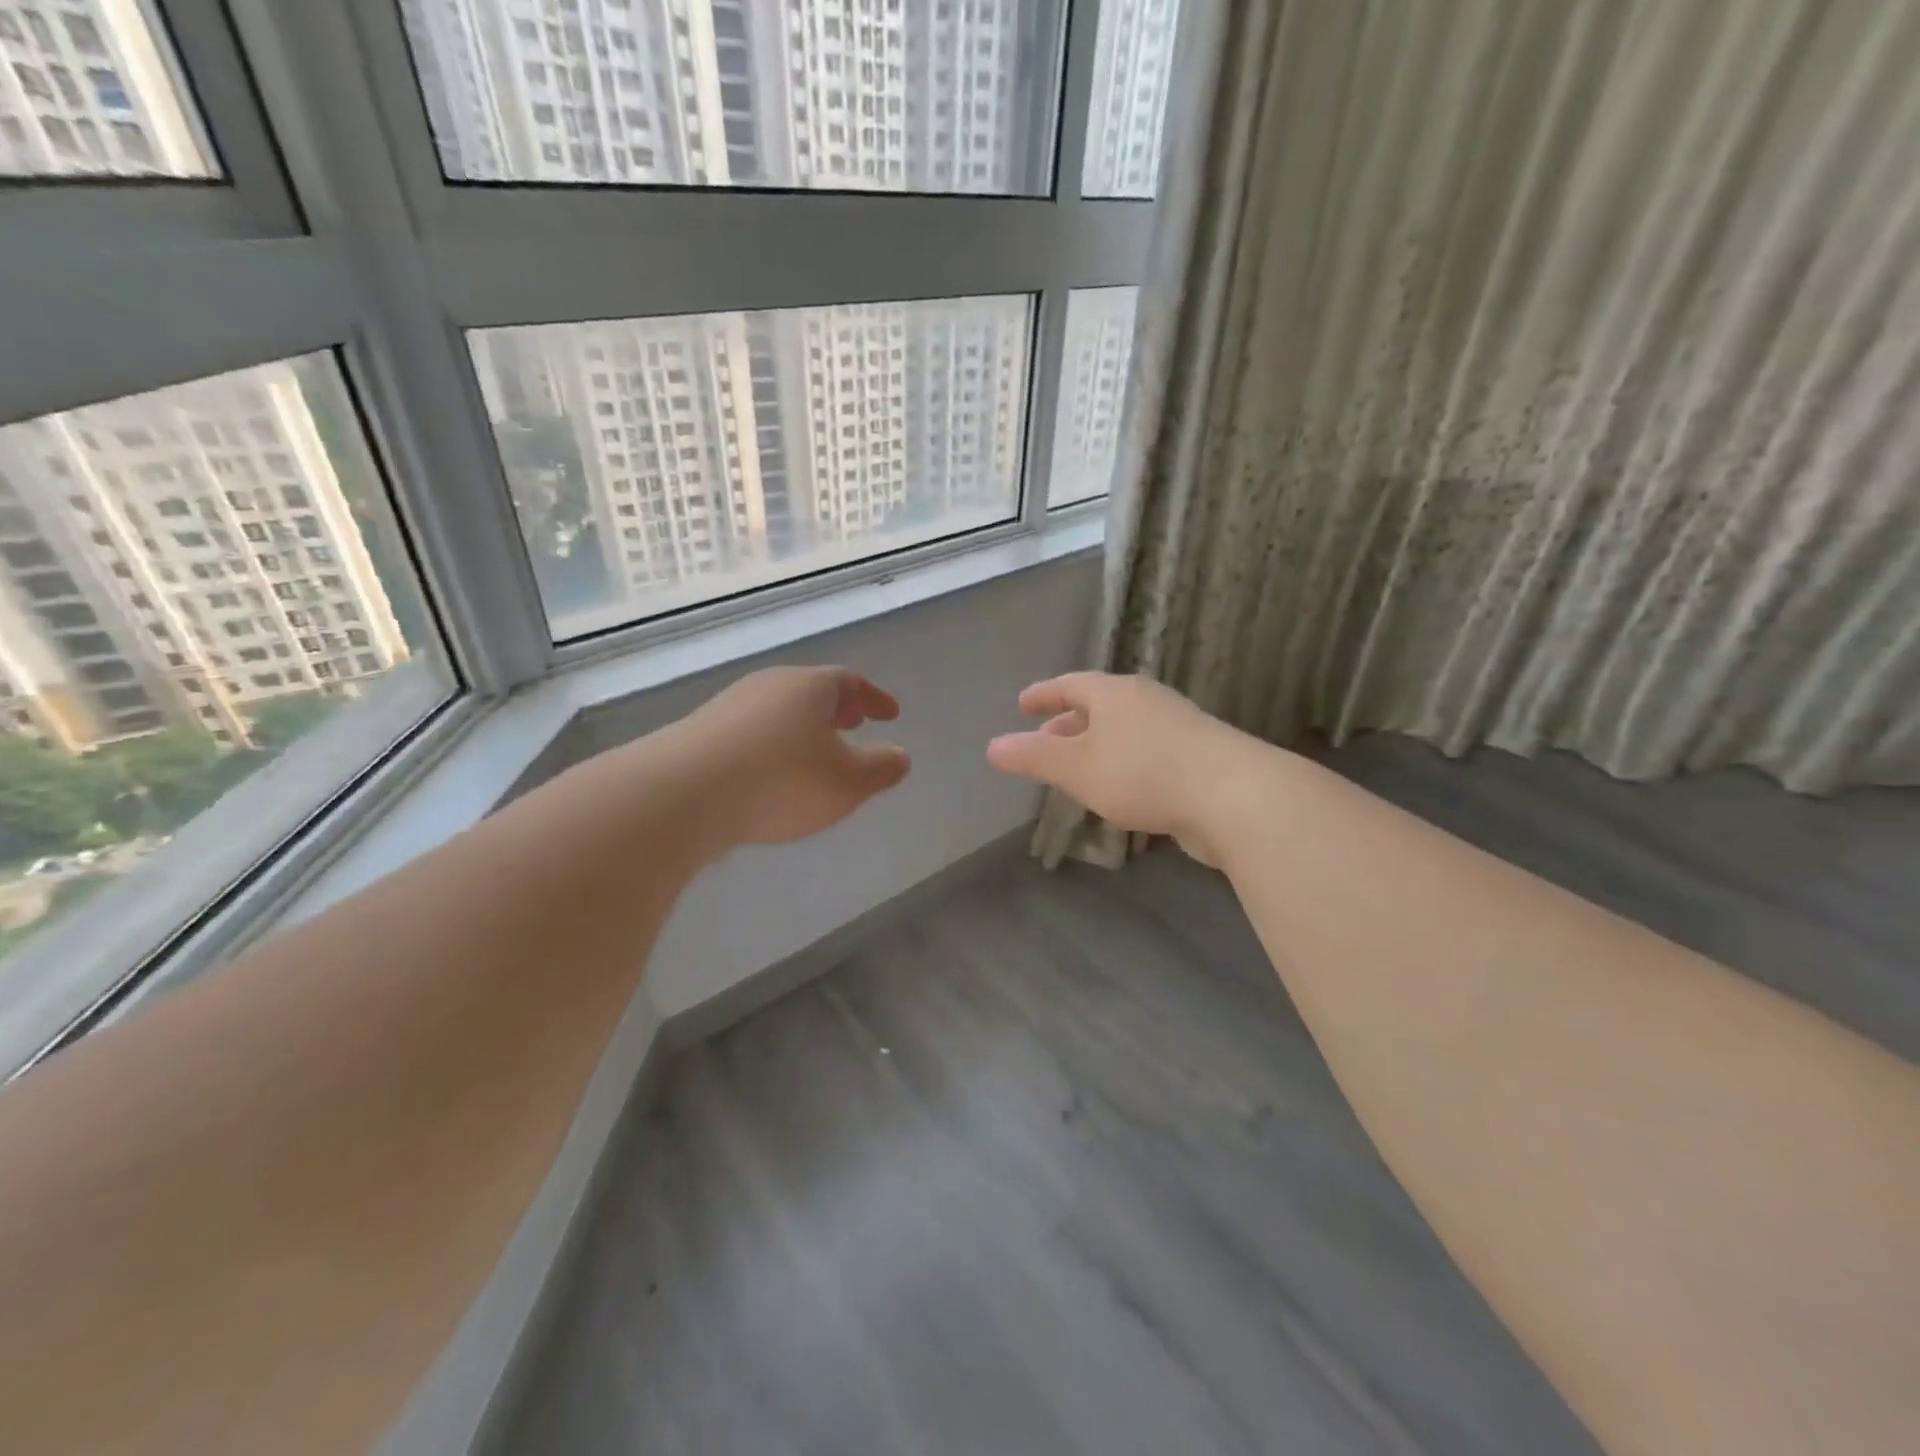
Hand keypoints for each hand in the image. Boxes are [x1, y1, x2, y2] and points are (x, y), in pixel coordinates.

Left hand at [671, 666, 910, 853]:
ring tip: (813, 753)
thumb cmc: (783, 780)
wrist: (684, 794)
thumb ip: (881, 769)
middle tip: (853, 724)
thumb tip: (900, 756)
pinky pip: (751, 732)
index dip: (874, 698)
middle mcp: (769, 686)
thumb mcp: (848, 782)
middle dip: (836, 709)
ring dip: (802, 728)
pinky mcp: (699, 733)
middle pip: (810, 691)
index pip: (850, 682)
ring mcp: (729, 706)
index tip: (890, 714)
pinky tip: (769, 774)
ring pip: (779, 710)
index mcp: (810, 686)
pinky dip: (772, 745)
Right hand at [986, 672, 1260, 864]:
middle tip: (1045, 739)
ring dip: (1097, 745)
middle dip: (1069, 723)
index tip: (1023, 703)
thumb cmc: (1143, 773)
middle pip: (1099, 706)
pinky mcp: (1198, 757)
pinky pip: (1147, 752)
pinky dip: (1123, 763)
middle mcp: (1146, 702)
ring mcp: (1177, 727)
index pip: (1070, 685)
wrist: (1233, 796)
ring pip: (1124, 731)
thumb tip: (993, 746)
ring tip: (1078, 768)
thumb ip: (1034, 757)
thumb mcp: (1077, 767)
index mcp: (1115, 694)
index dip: (1044, 694)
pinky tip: (1120, 788)